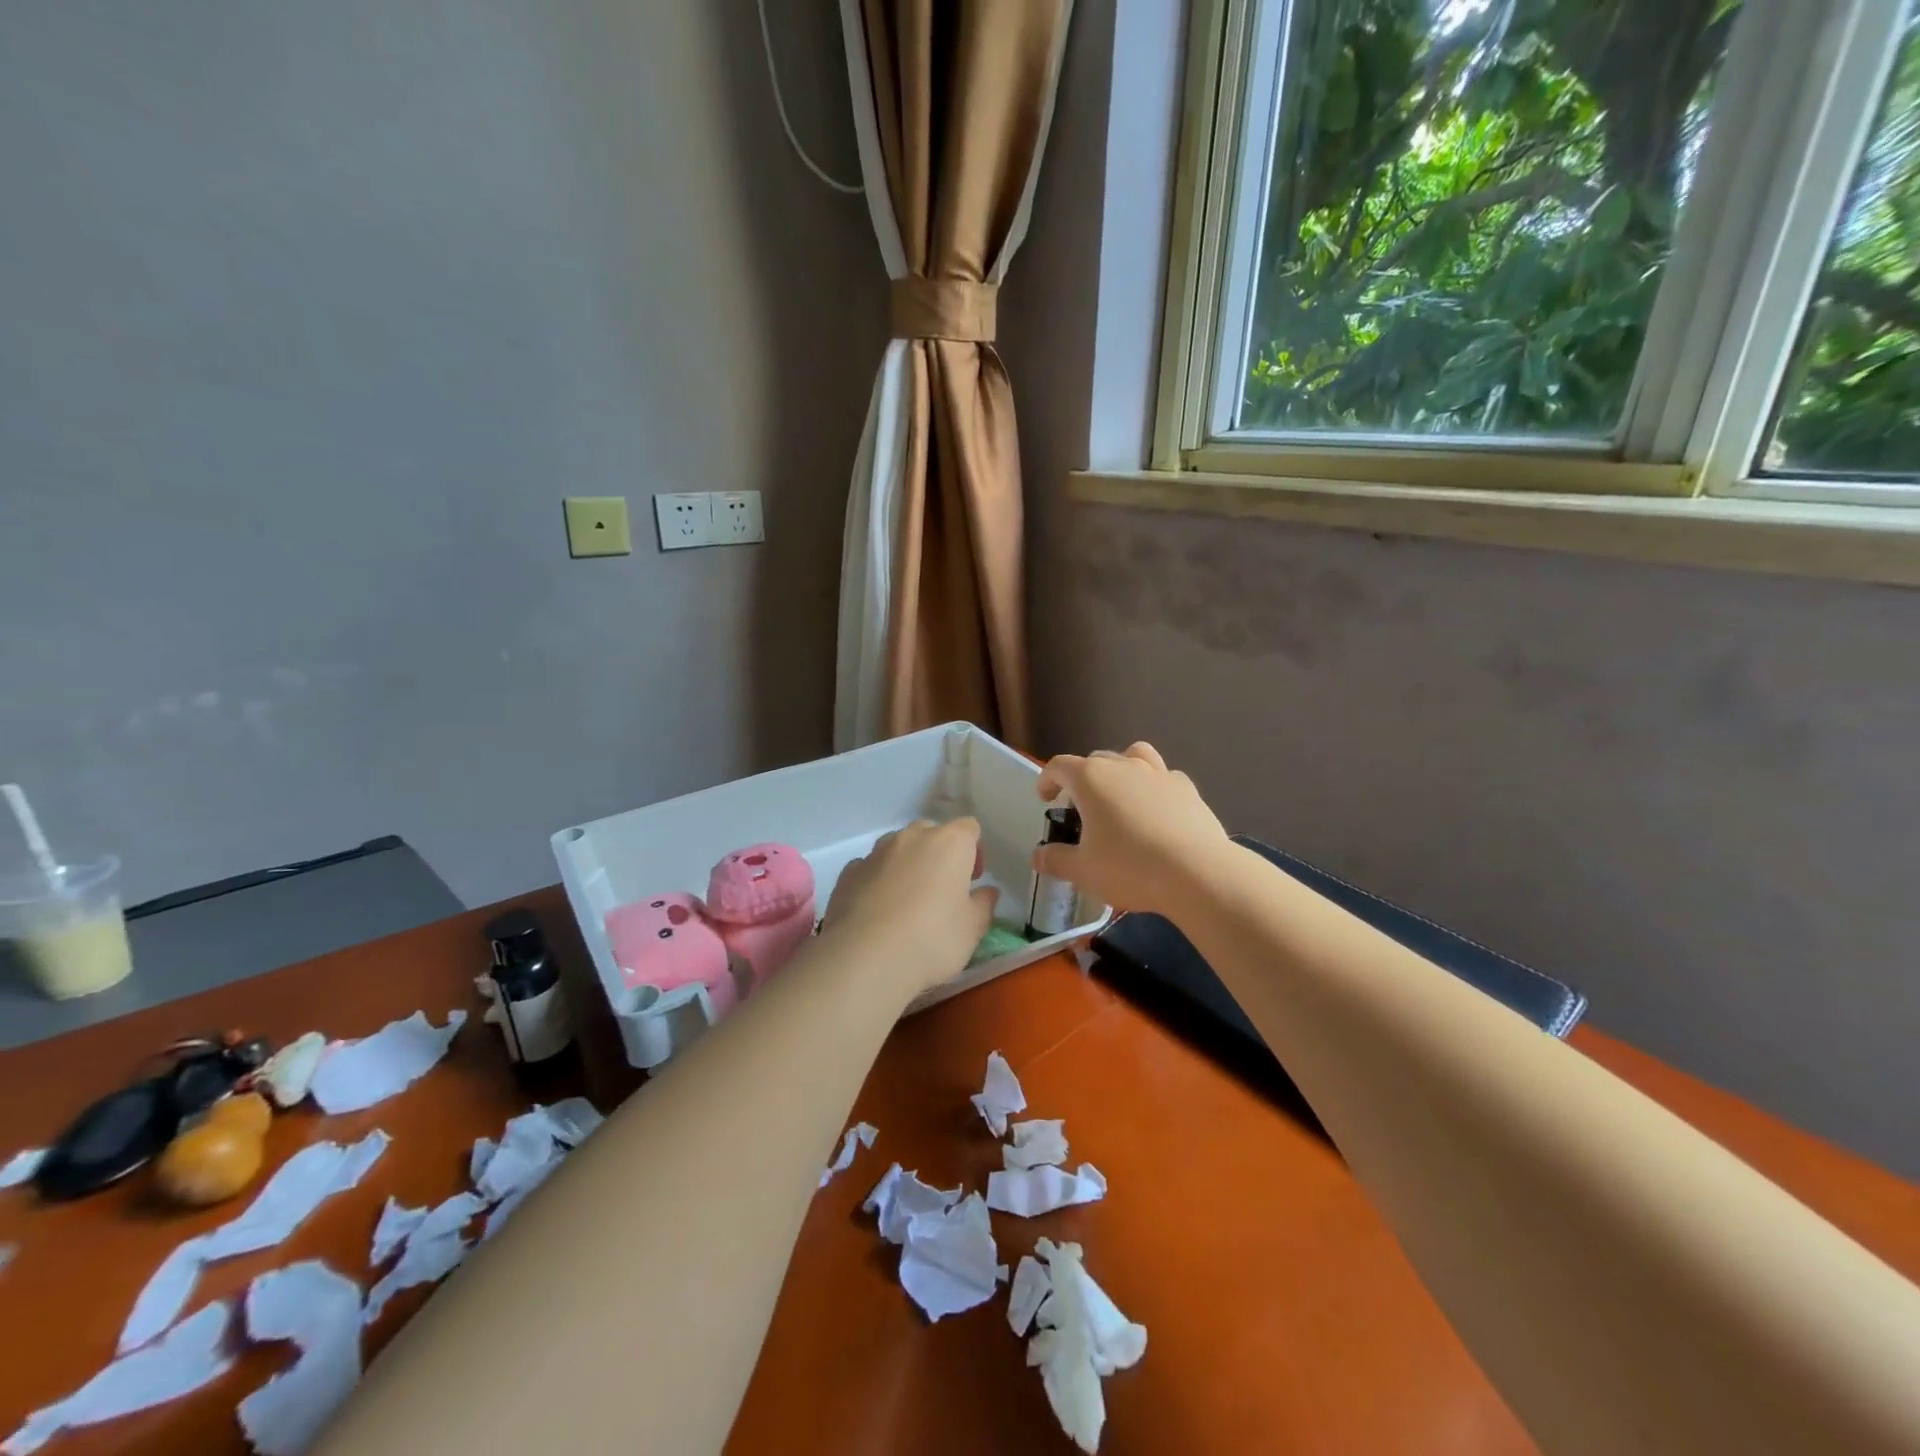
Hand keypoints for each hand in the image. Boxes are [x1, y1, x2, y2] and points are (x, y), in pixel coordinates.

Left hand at [821, 819, 996, 999]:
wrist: (864, 958)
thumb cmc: (932, 940)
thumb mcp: (972, 929)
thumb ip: (983, 905)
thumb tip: (987, 892)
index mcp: (949, 843)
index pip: (969, 828)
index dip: (974, 851)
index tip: (972, 880)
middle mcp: (911, 837)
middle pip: (931, 833)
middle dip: (939, 855)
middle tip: (943, 890)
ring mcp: (876, 852)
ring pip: (898, 847)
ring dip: (907, 865)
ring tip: (907, 902)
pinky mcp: (848, 872)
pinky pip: (870, 868)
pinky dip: (877, 880)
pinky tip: (878, 911)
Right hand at [1034, 743, 1231, 916]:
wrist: (1198, 873)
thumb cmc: (1130, 868)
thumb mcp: (1083, 871)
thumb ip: (1056, 860)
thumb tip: (1038, 856)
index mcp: (1091, 779)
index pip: (1059, 766)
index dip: (1047, 780)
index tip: (1045, 799)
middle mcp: (1124, 766)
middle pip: (1095, 759)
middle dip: (1082, 779)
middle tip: (1080, 808)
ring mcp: (1159, 773)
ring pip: (1134, 756)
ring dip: (1121, 769)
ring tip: (1120, 795)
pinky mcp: (1188, 789)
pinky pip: (1164, 777)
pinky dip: (1154, 788)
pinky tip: (1156, 812)